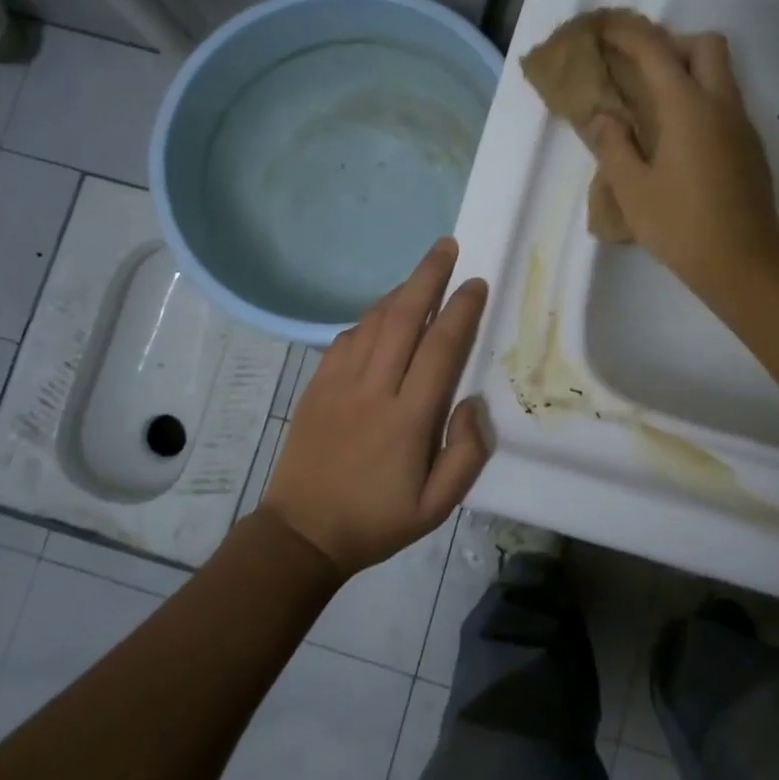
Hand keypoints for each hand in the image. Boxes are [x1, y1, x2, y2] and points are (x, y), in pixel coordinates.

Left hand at [263, 240, 490, 576]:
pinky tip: (382, 316)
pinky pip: (346, 339)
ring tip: (421, 274)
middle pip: (403, 318)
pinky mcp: (317, 386)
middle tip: (446, 247)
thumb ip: (466, 454)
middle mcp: (373, 389)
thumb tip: (471, 403)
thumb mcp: (437, 506)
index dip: (460, 311)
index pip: (440, 349)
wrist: (303, 532)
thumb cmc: (377, 520)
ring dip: (399, 292)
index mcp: (407, 418)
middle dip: (427, 277)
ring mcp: (339, 384)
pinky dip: (369, 319)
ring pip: (373, 322)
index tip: (475, 283)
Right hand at [585, 24, 778, 297]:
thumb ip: (613, 145)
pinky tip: (678, 138)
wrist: (744, 262)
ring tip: (653, 104)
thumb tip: (602, 117)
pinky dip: (700, 99)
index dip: (628, 33)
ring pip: (721, 73)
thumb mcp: (632, 189)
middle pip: (706, 45)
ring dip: (689, 71)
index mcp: (688, 108)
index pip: (656, 51)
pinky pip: (725, 103)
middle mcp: (721, 104)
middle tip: (640, 69)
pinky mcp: (750, 148)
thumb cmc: (681, 225)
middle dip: (672, 43)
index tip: (604, 28)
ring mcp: (742, 125)